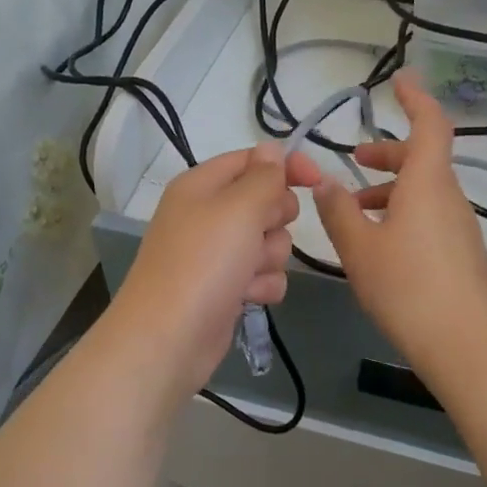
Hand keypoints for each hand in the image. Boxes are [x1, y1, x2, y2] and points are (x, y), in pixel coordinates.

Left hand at [107, 141, 319, 405]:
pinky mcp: (226, 287)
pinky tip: (248, 297)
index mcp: (202, 185)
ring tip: (248, 274)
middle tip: (259, 234)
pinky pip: (263, 275)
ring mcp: (216, 254)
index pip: (252, 160)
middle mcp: (207, 215)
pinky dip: (261, 285)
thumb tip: (271, 149)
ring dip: (269, 258)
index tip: (317, 180)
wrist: (169, 338)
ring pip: (269, 242)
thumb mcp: (238, 208)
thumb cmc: (204, 263)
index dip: (286, 166)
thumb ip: (263, 176)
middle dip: (274, 220)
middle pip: (266, 201)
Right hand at [312, 70, 486, 373]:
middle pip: (422, 160)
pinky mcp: (462, 254)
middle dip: (387, 154)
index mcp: (427, 184)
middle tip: (355, 159)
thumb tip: (324, 182)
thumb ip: (338, 210)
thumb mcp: (359, 248)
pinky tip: (379, 245)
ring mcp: (460, 227)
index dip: (415, 99)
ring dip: (391, 190)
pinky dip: (404, 214)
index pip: (429, 125)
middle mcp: (449, 198)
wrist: (462, 342)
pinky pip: (431, 218)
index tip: (399, 81)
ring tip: (354, 211)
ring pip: (424, 192)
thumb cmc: (406, 286)